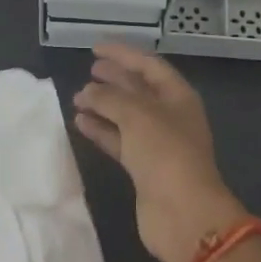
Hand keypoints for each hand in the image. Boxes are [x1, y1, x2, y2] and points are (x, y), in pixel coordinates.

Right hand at [73, 42, 249, 261]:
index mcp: (178, 97)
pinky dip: (101, 131)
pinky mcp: (143, 168)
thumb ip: (109, 97)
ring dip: (103, 106)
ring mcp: (157, 144)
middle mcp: (170, 117)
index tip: (95, 48)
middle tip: (88, 71)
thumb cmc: (165, 153)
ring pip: (126, 116)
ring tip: (77, 97)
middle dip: (114, 79)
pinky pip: (119, 141)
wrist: (183, 213)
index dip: (123, 54)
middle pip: (139, 90)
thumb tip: (87, 91)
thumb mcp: (137, 115)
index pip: (149, 65)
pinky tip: (80, 123)